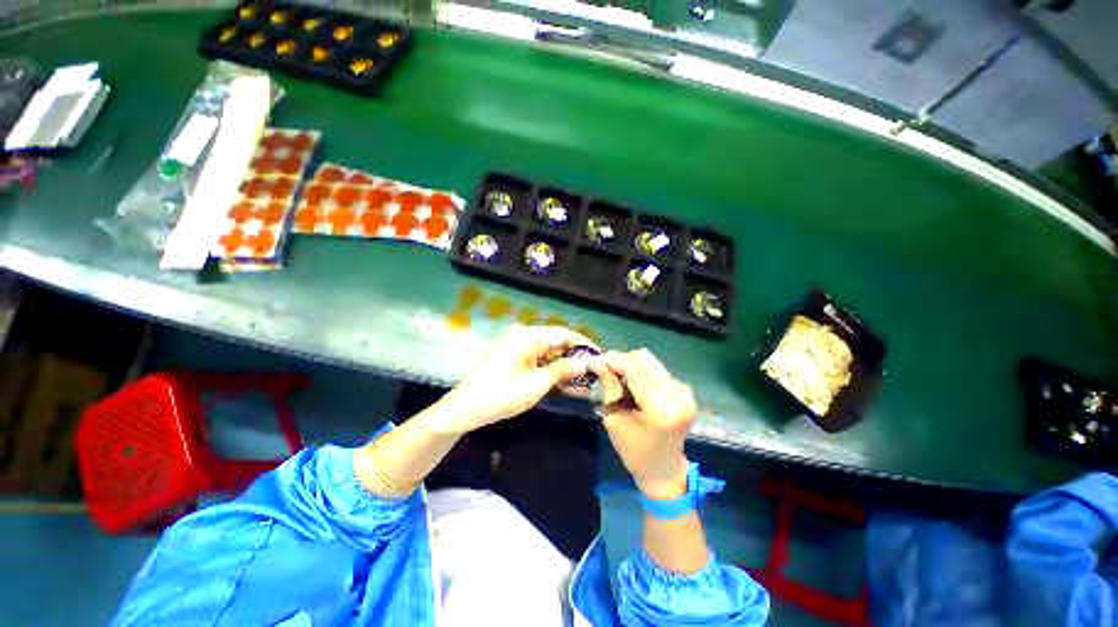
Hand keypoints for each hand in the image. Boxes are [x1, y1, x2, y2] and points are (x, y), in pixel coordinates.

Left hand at [432, 325, 598, 434]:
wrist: (465, 409)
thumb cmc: (503, 394)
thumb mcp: (537, 383)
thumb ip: (563, 369)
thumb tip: (585, 362)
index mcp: (529, 335)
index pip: (564, 334)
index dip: (584, 344)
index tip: (600, 356)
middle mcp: (523, 335)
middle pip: (556, 342)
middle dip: (574, 357)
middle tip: (592, 372)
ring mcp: (516, 346)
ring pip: (547, 352)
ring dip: (563, 365)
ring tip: (582, 381)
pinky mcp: (512, 358)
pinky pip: (537, 359)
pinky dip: (550, 370)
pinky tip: (563, 382)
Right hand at [590, 349, 695, 498]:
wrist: (664, 470)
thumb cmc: (635, 452)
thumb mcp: (614, 421)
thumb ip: (609, 388)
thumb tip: (598, 362)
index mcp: (661, 408)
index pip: (635, 369)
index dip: (614, 361)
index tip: (596, 361)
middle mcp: (677, 394)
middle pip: (644, 359)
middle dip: (621, 361)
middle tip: (606, 371)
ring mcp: (684, 391)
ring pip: (650, 362)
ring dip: (631, 366)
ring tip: (619, 380)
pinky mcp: (684, 390)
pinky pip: (657, 370)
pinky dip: (641, 372)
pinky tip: (634, 386)